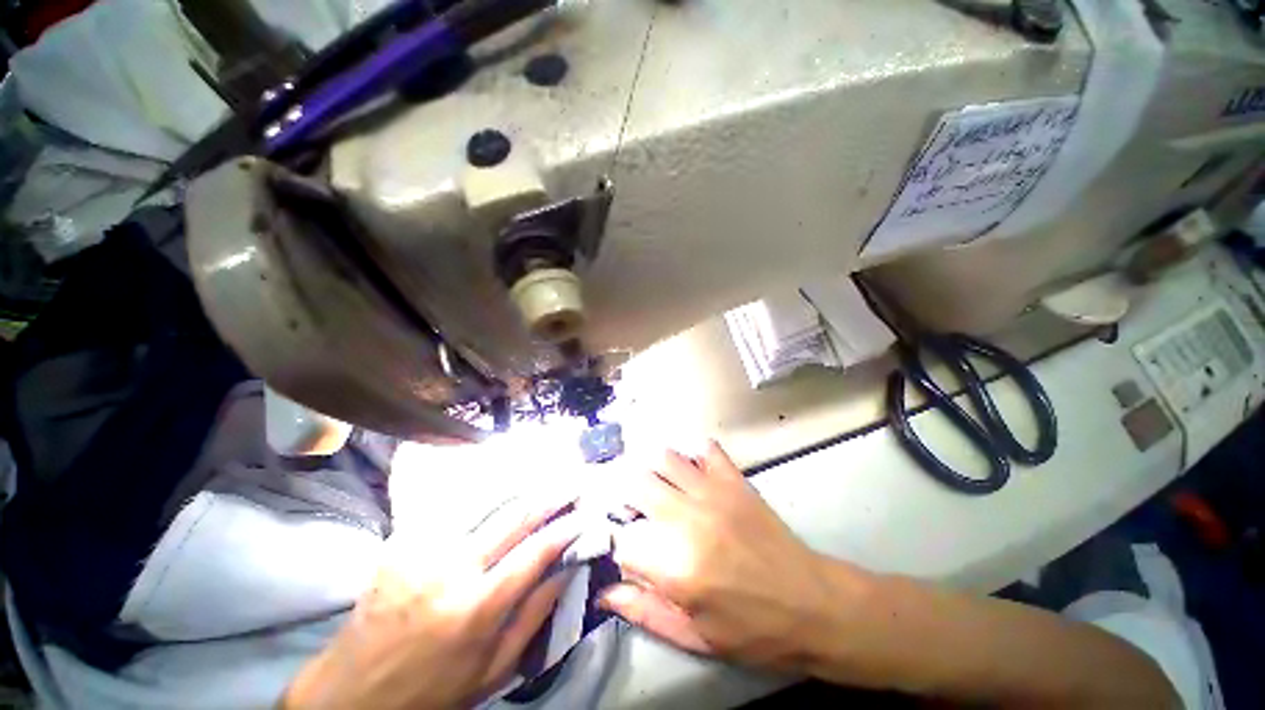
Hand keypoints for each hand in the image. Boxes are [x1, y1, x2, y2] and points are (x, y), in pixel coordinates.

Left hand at [283, 497, 579, 709]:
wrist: (351, 692)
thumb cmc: (430, 690)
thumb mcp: (491, 671)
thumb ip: (533, 617)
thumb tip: (566, 570)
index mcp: (476, 608)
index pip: (535, 552)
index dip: (565, 528)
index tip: (584, 514)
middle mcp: (452, 569)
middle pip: (513, 516)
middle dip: (549, 494)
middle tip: (572, 480)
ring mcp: (423, 548)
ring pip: (485, 500)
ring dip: (521, 484)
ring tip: (545, 472)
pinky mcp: (403, 540)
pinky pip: (453, 505)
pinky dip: (485, 490)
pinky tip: (501, 481)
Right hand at [600, 442, 863, 673]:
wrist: (814, 605)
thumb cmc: (754, 631)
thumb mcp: (696, 638)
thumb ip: (645, 612)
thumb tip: (605, 592)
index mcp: (677, 568)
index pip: (624, 539)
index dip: (620, 545)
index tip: (628, 552)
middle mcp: (689, 520)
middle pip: (637, 484)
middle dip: (625, 495)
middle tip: (631, 509)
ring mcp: (714, 493)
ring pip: (664, 459)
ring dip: (651, 469)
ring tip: (654, 485)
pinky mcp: (735, 481)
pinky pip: (705, 450)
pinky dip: (691, 454)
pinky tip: (689, 470)